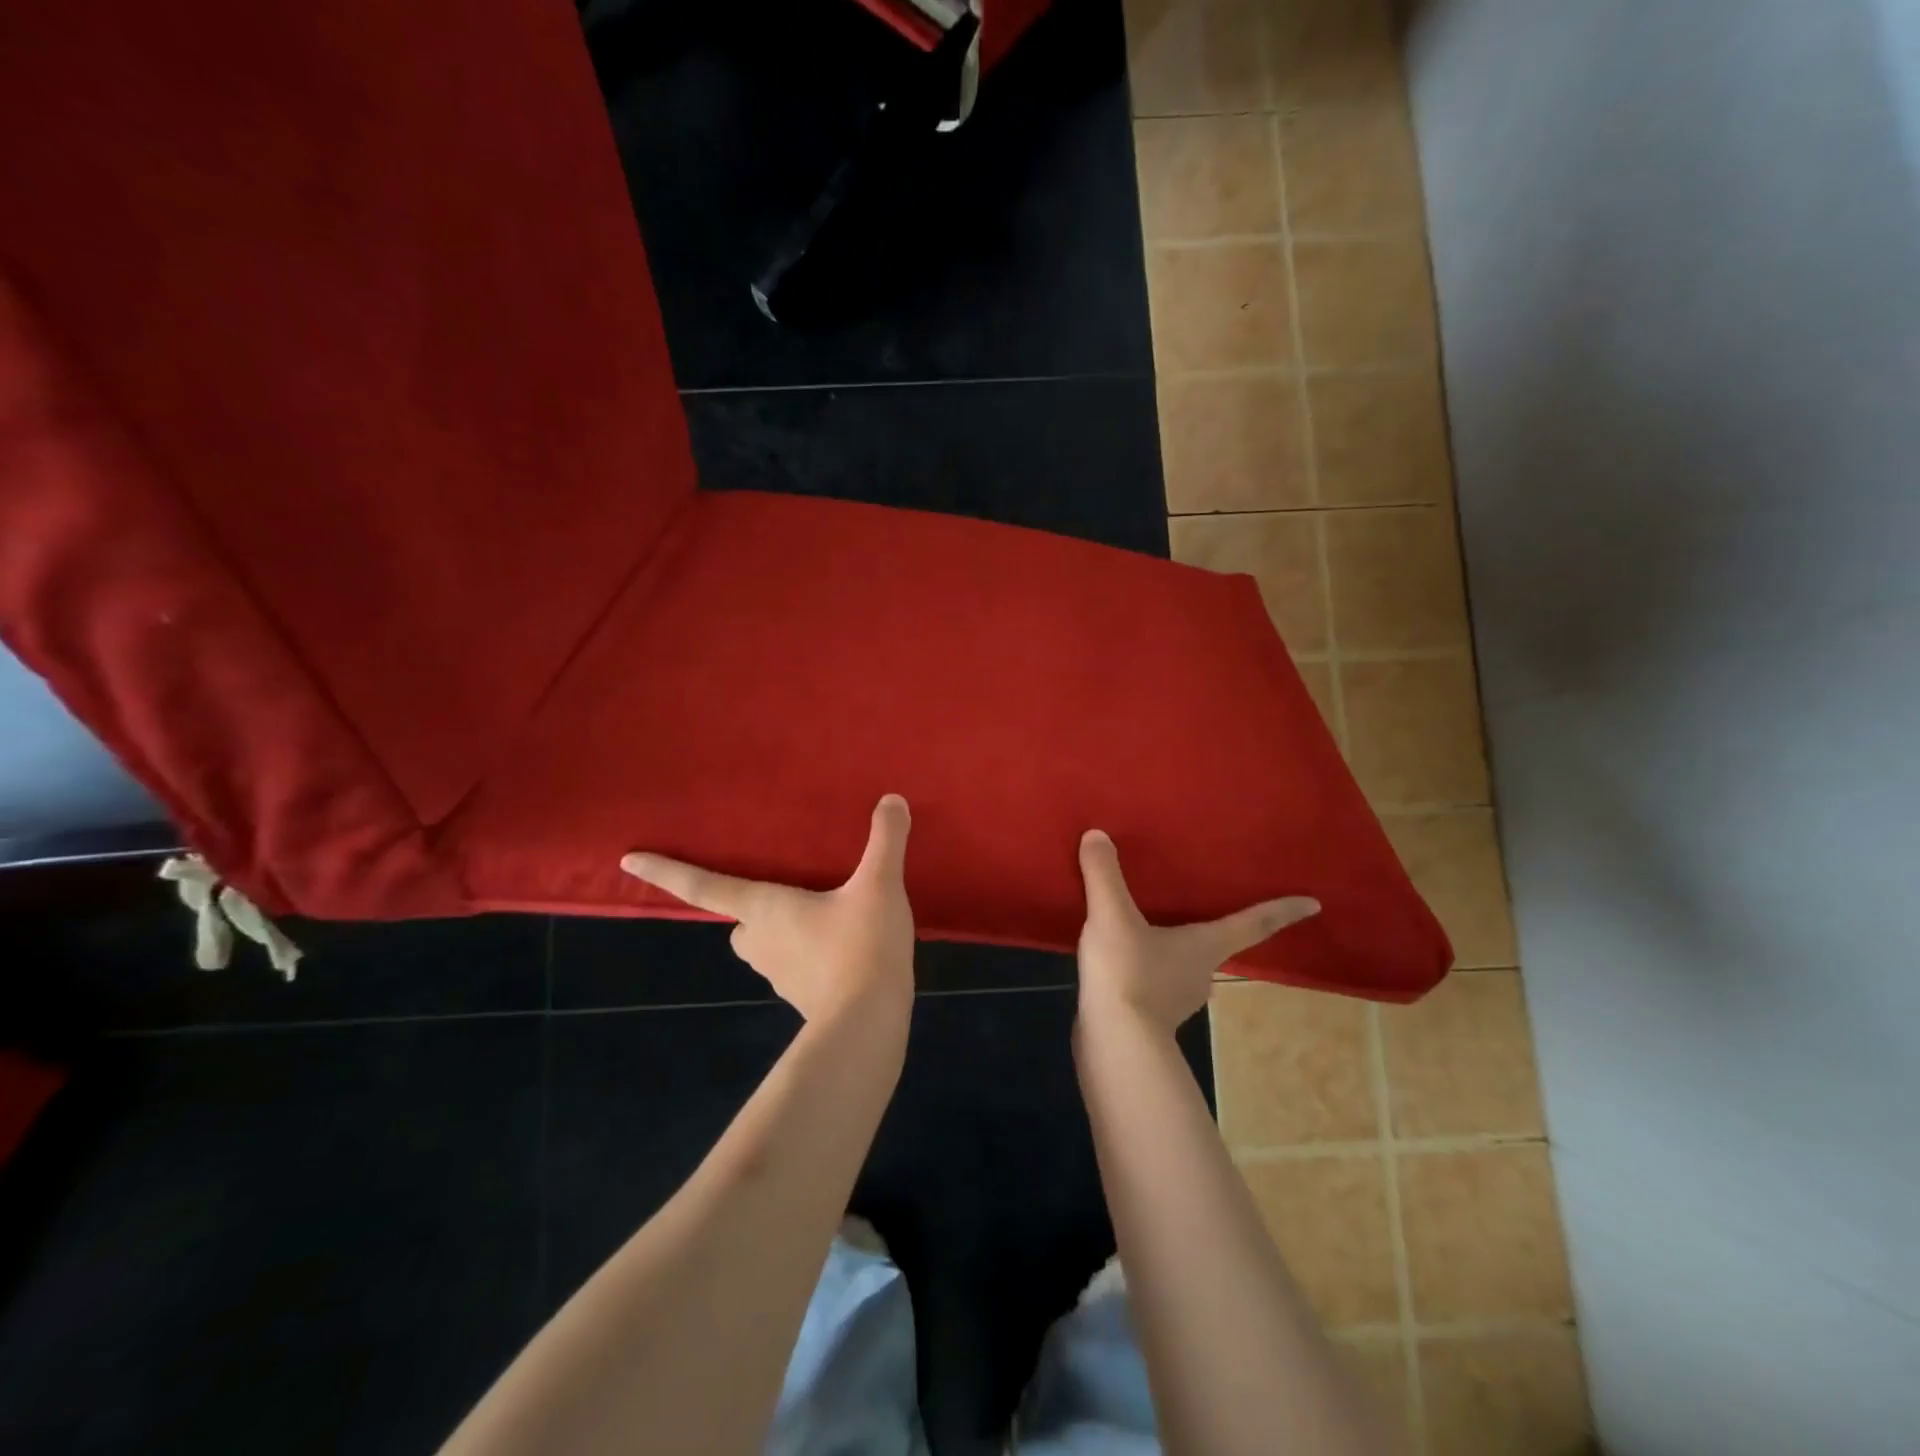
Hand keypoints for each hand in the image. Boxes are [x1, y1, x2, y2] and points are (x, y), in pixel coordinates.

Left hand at [621, 795, 914, 1023]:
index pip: (705, 887)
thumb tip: (892, 799)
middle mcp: (761, 941)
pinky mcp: (802, 997)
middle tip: (788, 890)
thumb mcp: (879, 885)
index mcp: (766, 908)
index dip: (666, 872)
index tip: (627, 861)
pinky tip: (844, 949)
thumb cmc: (860, 946)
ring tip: (826, 915)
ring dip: (784, 930)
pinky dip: (809, 954)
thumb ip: (885, 840)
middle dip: (754, 907)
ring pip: (766, 945)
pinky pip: (795, 966)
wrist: (869, 1023)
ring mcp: (779, 975)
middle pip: (740, 920)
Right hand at [1075, 829, 1319, 1034]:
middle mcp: (1201, 972)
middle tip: (1204, 903)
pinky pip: (1154, 981)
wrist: (1113, 1043)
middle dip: (1214, 927)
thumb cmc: (1128, 974)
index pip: (1253, 924)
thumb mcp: (1112, 916)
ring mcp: (1177, 999)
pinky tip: (1120, 958)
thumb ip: (1105, 875)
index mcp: (1205, 946)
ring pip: (1183, 964)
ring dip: (1173, 947)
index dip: (1282, 911)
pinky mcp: (1149, 1015)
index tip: (1314, 904)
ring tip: (1149, 924)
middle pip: (1216, 944)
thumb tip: (1097, 835)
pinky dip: (1145, 967)